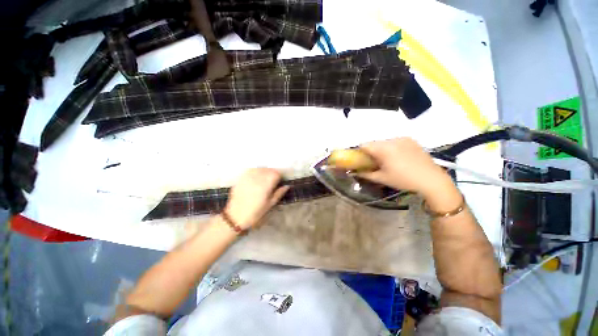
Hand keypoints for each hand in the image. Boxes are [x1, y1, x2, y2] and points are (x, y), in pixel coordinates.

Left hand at [224, 168, 289, 229]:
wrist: (235, 217)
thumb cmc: (255, 213)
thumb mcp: (270, 204)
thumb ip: (279, 193)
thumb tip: (287, 186)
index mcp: (265, 185)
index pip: (276, 173)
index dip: (279, 176)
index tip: (279, 181)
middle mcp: (257, 178)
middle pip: (269, 169)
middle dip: (273, 173)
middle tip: (273, 181)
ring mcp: (248, 177)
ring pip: (260, 168)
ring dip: (264, 171)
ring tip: (264, 179)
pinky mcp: (241, 178)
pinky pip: (251, 170)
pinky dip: (256, 171)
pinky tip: (256, 178)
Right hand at [358, 138, 451, 196]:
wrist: (431, 179)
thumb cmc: (403, 180)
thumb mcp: (382, 178)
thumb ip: (366, 174)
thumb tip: (355, 172)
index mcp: (383, 149)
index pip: (364, 145)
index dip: (360, 152)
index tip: (362, 160)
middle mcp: (392, 140)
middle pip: (375, 143)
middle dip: (372, 151)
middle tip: (375, 162)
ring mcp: (403, 139)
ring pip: (385, 141)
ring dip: (382, 149)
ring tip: (388, 160)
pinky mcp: (411, 140)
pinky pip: (395, 141)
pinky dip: (392, 147)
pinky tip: (399, 157)